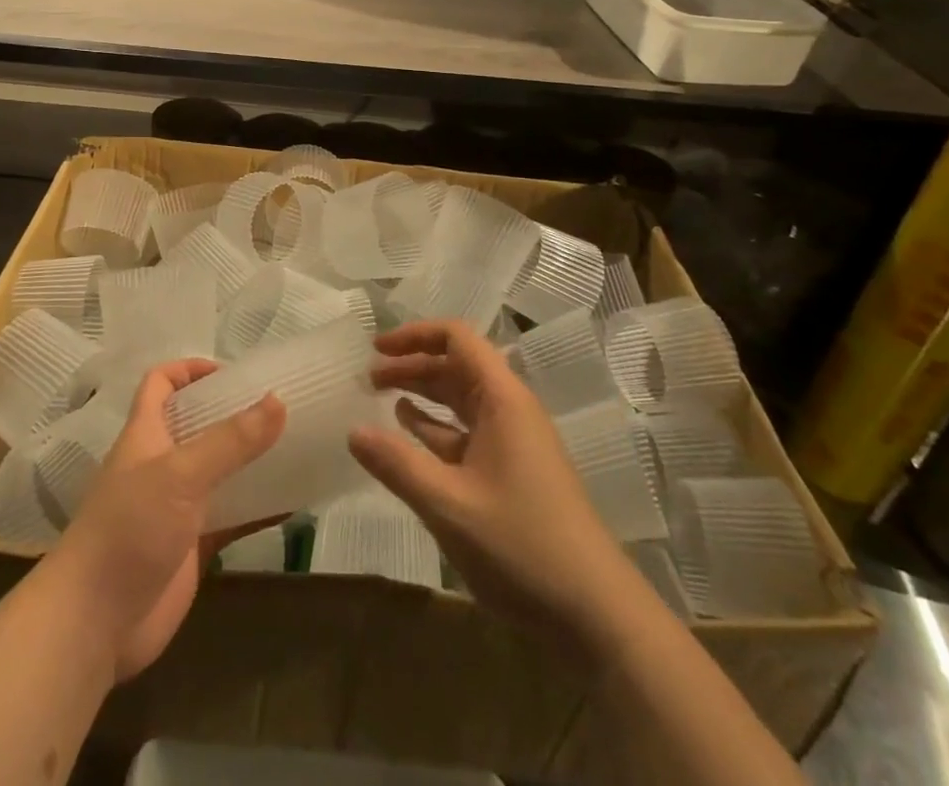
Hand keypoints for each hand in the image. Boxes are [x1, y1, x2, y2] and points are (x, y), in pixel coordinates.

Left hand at [50, 359, 284, 682]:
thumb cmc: (129, 530)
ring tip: (296, 446)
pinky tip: (294, 504)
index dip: (189, 370)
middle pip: (198, 425)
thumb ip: (230, 441)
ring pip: (219, 472)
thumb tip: (278, 400)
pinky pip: (232, 518)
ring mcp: (177, 508)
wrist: (93, 625)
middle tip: (279, 406)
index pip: (160, 384)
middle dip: (233, 413)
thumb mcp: (180, 474)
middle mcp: (161, 465)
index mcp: (146, 434)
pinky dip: (259, 510)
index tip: (232, 372)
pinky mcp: (192, 548)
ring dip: (251, 461)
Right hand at [348, 320, 623, 657]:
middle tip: (368, 378)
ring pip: (461, 400)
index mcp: (502, 399)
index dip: (415, 335)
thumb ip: (397, 464)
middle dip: (412, 365)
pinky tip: (411, 437)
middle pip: (456, 367)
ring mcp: (515, 442)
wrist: (595, 613)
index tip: (376, 349)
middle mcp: (510, 410)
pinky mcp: (514, 472)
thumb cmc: (521, 545)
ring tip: (381, 399)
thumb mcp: (449, 504)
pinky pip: (468, 433)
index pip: (457, 338)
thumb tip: (353, 431)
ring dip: (423, 395)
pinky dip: (437, 428)